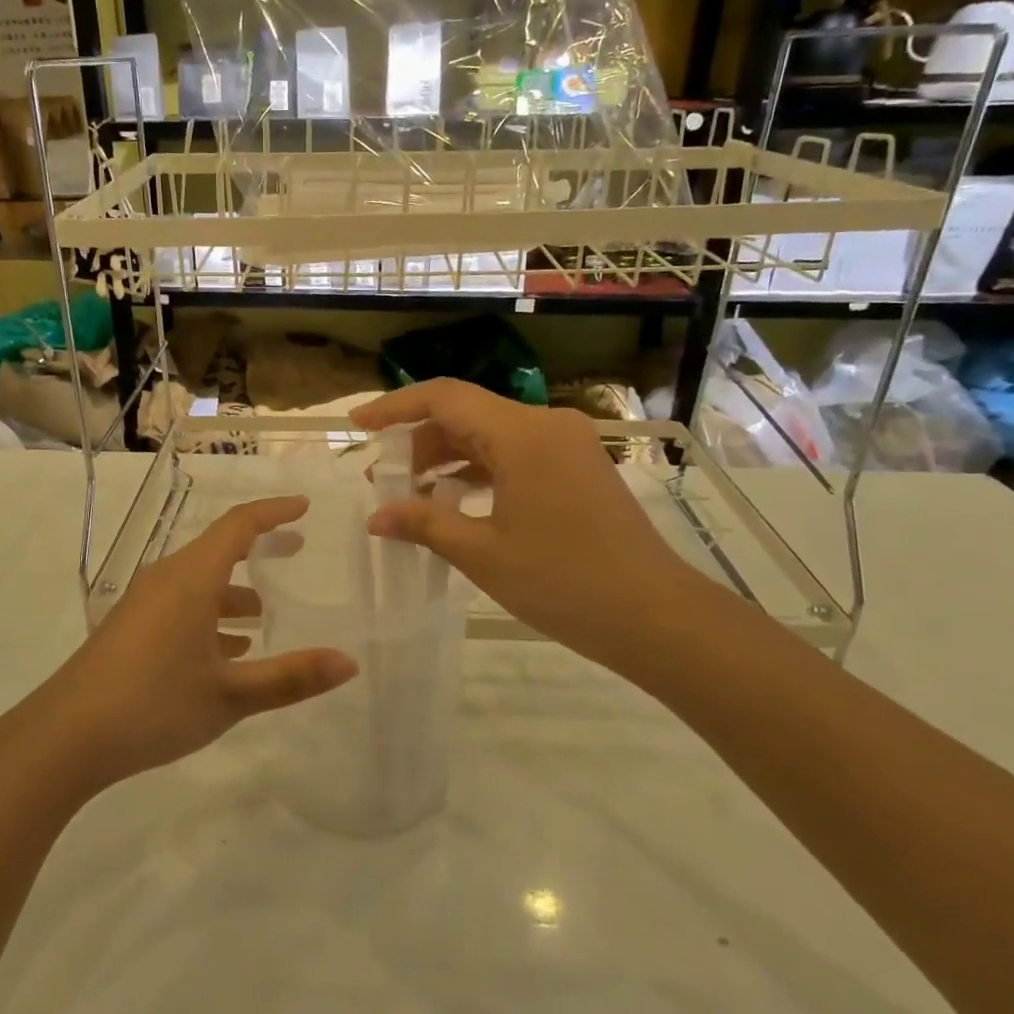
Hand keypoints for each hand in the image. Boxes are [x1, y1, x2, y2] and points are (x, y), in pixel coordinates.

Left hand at [23, 496, 357, 795]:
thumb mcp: (230, 694)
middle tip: (295, 551)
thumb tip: (348, 662)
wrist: (64, 737)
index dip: (273, 512)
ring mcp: (143, 603)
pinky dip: (209, 615)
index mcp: (191, 578)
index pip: (238, 525)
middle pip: (218, 549)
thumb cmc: (153, 704)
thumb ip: (290, 677)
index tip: (304, 507)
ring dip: (233, 590)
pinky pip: (180, 604)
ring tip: (264, 615)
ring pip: (198, 581)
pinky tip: (226, 652)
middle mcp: (166, 579)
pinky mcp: (130, 628)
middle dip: (258, 548)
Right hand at [352, 380, 714, 676]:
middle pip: (466, 414)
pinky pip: (515, 453)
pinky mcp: (577, 467)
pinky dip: (479, 470)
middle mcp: (546, 424)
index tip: (358, 425)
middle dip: (418, 442)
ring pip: (490, 434)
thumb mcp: (482, 553)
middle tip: (381, 478)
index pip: (444, 397)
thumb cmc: (564, 582)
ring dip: (447, 457)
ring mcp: (567, 444)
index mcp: (522, 433)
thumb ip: (424, 523)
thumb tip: (375, 516)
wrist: (655, 616)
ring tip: (411, 493)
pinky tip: (455, 500)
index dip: (395, 407)